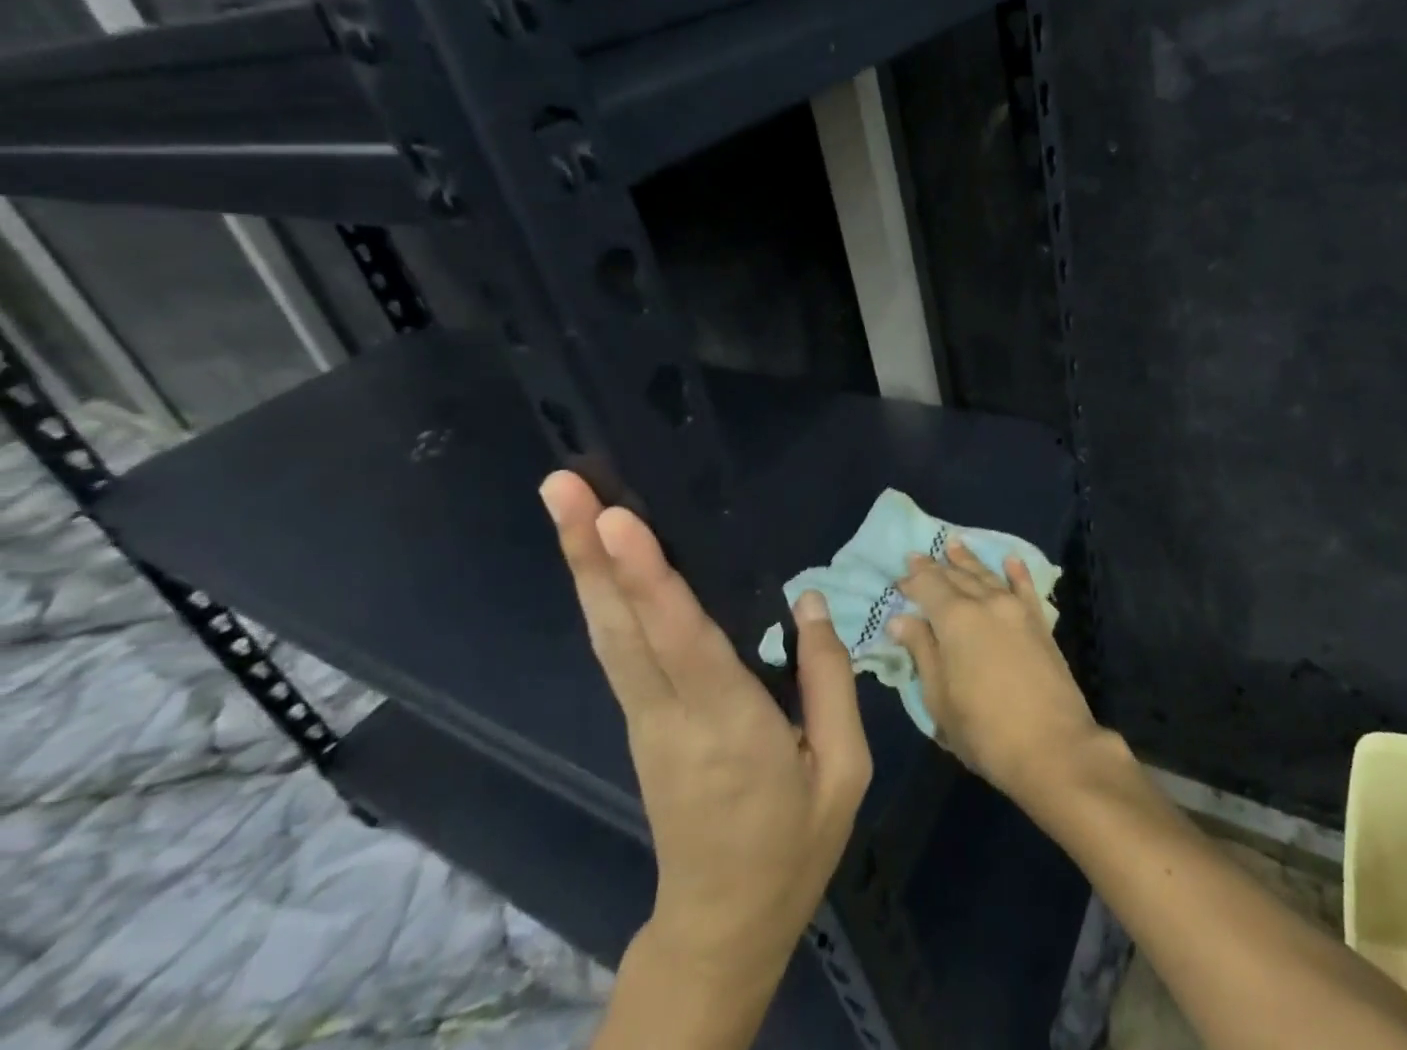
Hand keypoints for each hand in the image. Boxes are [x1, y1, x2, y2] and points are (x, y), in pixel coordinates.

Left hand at [541, 471, 871, 975]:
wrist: (722, 925)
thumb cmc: (793, 845)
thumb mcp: (843, 770)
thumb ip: (830, 679)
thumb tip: (808, 601)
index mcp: (729, 728)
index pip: (680, 641)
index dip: (646, 578)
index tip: (615, 519)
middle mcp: (670, 716)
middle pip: (621, 626)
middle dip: (588, 552)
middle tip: (561, 484)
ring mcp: (644, 719)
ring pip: (607, 634)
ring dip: (583, 566)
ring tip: (564, 502)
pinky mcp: (639, 720)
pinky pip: (617, 648)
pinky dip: (603, 595)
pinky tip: (597, 561)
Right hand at [887, 540, 1104, 808]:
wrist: (1053, 747)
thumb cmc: (985, 731)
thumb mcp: (940, 698)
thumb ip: (922, 652)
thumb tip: (901, 619)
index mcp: (955, 619)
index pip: (928, 586)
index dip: (912, 580)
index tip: (899, 578)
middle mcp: (986, 603)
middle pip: (956, 577)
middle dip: (936, 566)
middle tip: (919, 555)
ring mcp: (1016, 610)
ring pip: (987, 576)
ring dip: (969, 561)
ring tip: (954, 545)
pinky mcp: (1039, 623)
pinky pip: (1025, 587)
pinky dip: (1016, 572)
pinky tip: (1010, 560)